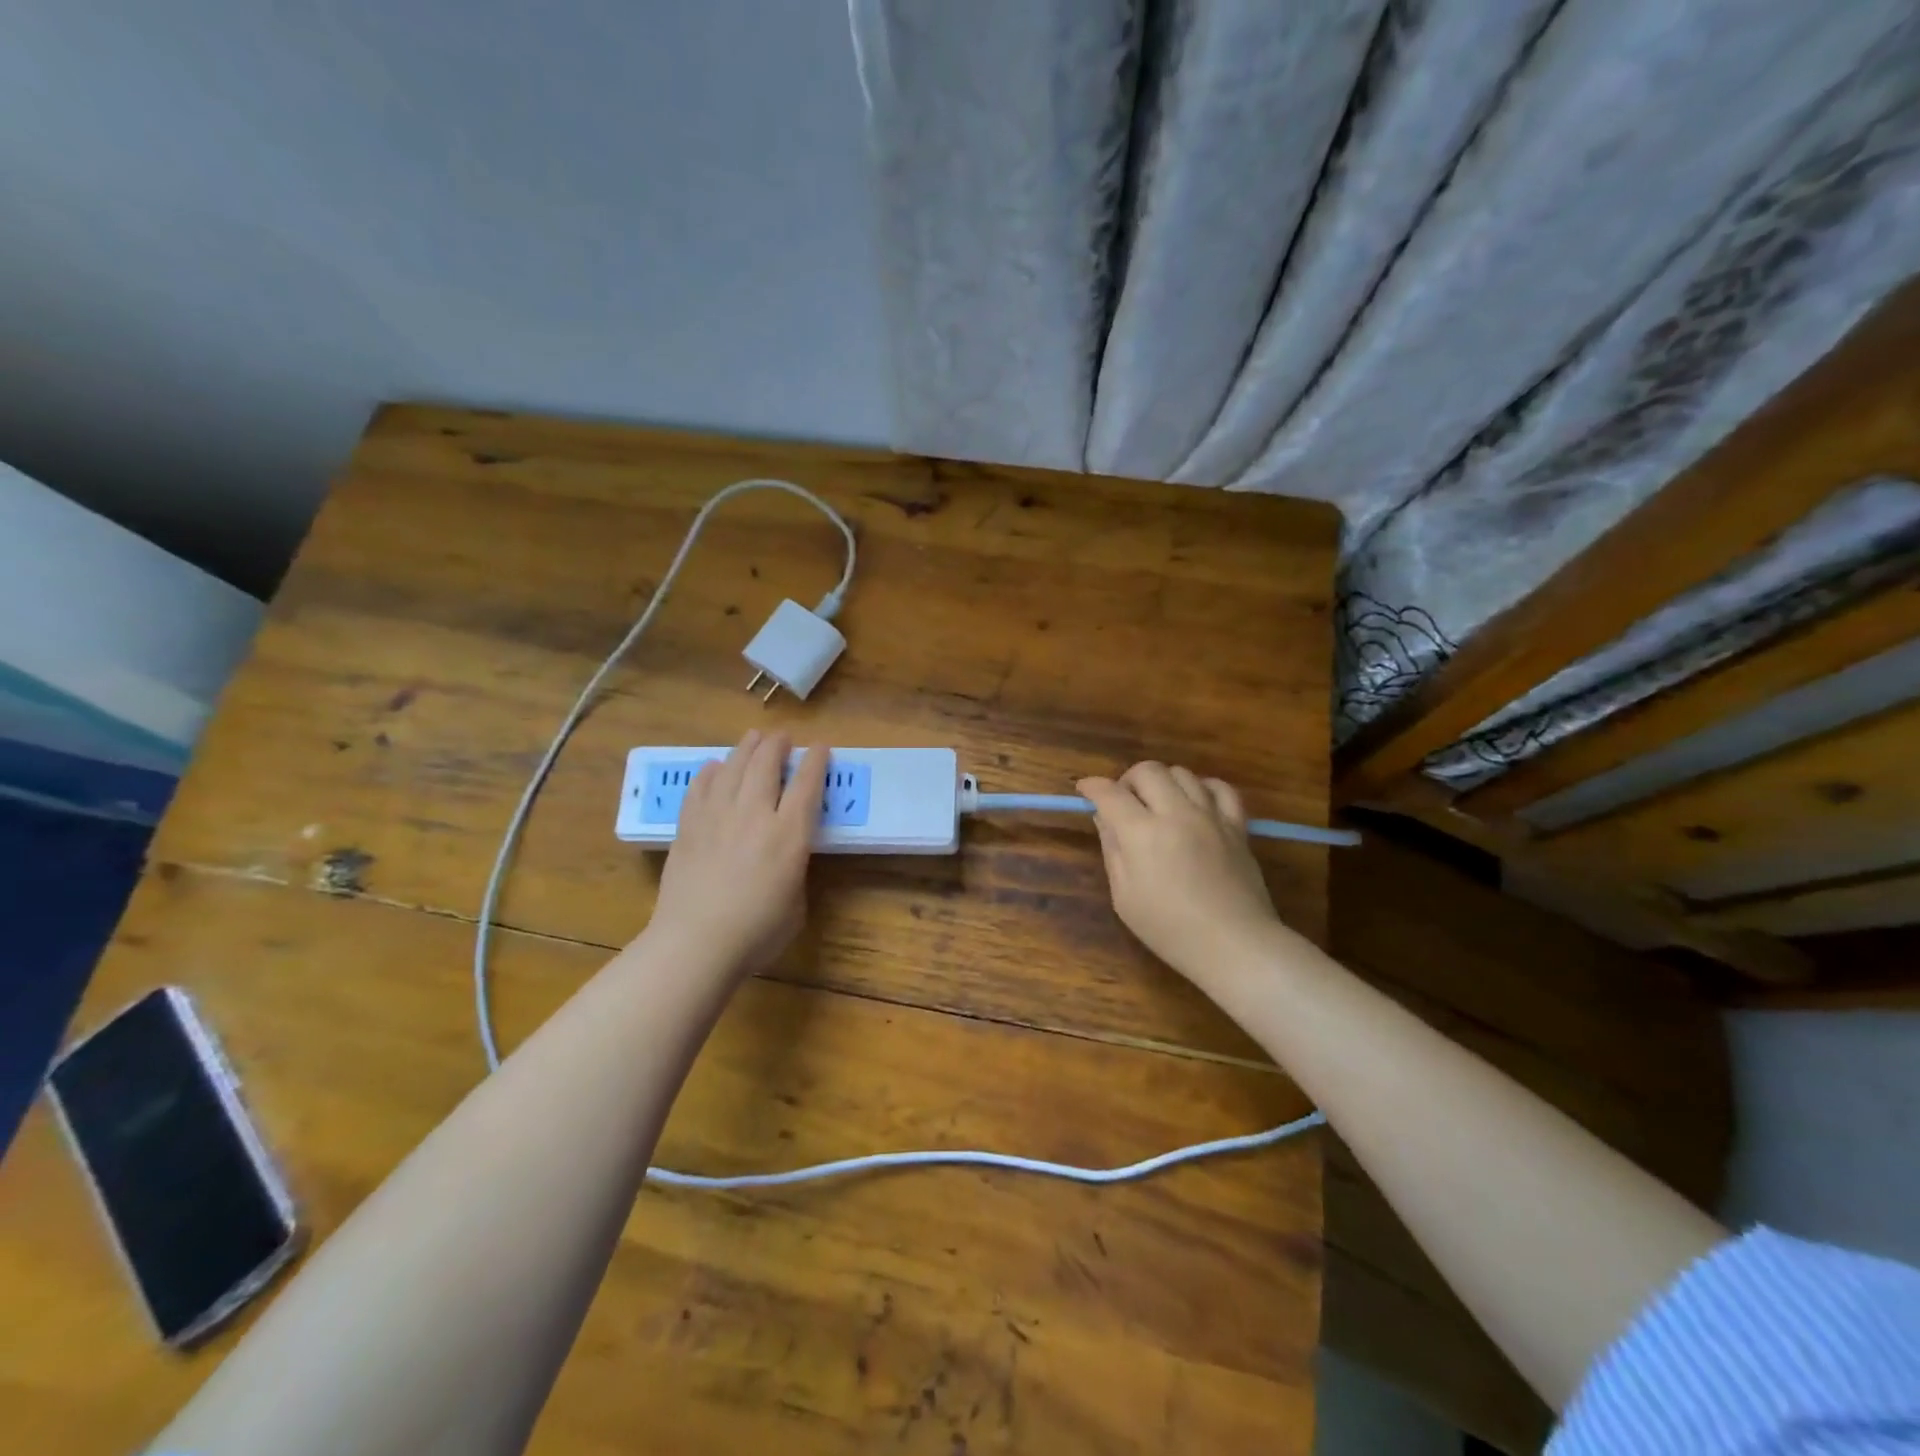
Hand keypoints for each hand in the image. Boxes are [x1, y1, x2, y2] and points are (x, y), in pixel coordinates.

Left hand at [648, 730, 827, 978]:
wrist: (695, 944)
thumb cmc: (756, 932)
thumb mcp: (796, 903)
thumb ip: (794, 869)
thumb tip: (786, 856)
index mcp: (789, 835)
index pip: (807, 785)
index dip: (816, 761)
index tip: (821, 746)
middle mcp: (754, 815)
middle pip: (765, 764)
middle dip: (777, 745)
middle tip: (782, 737)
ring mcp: (717, 817)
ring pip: (732, 768)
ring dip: (745, 749)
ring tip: (753, 738)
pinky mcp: (688, 828)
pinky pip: (700, 788)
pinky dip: (709, 772)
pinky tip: (713, 767)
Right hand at [1077, 762, 1283, 984]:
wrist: (1233, 944)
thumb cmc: (1169, 929)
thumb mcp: (1124, 896)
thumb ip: (1112, 850)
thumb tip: (1104, 818)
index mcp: (1142, 833)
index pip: (1110, 793)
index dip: (1092, 786)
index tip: (1084, 790)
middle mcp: (1176, 813)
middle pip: (1148, 771)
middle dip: (1127, 780)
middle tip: (1123, 802)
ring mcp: (1210, 816)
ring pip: (1182, 773)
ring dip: (1163, 782)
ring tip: (1158, 804)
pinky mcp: (1236, 826)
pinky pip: (1220, 788)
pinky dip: (1202, 787)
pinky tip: (1195, 802)